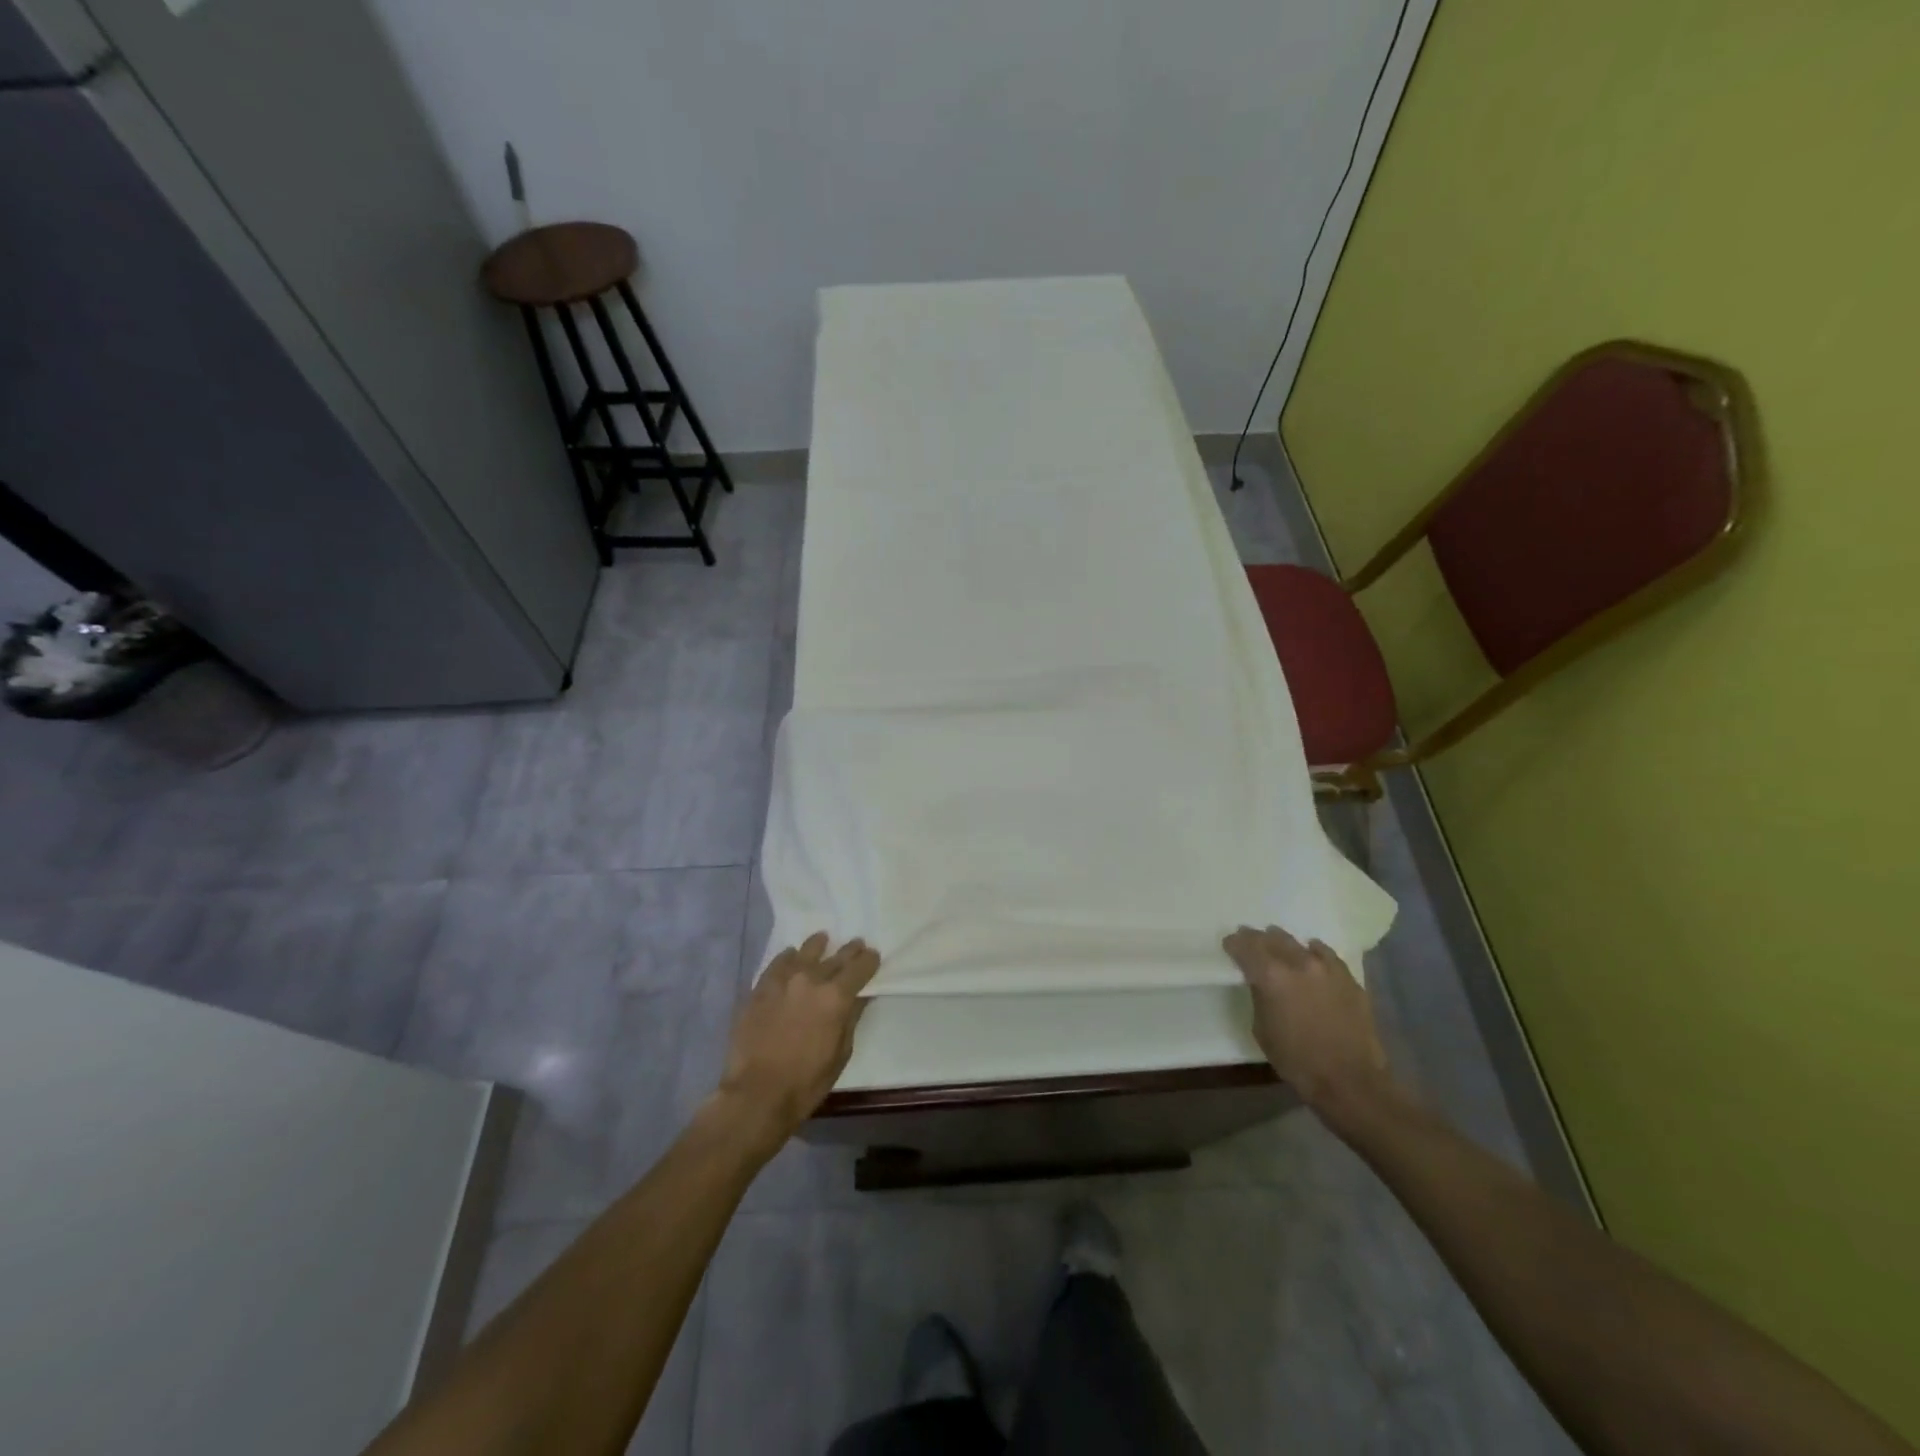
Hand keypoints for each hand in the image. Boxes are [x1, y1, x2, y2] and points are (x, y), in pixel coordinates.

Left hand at [713, 933, 879, 1152]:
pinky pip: (777, 964)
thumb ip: (851, 1019)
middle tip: (856, 944)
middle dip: (849, 951)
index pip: (859, 968)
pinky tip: (791, 954)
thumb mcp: (841, 1053)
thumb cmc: (807, 1081)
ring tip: (822, 939)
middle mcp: (811, 980)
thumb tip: (860, 996)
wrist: (757, 1093)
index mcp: (836, 997)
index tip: (873, 955)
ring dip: (817, 946)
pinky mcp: (760, 989)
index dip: (869, 960)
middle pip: (835, 958)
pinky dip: (788, 957)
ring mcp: (783, 981)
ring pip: (805, 953)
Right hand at [1222, 924, 1394, 1121]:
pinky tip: (1311, 953)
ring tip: (1278, 945)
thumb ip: (1259, 997)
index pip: (1245, 947)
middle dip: (1257, 938)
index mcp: (1270, 976)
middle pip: (1271, 938)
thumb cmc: (1297, 1061)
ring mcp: (1326, 968)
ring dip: (1284, 942)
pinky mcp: (1348, 978)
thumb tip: (1261, 983)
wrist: (1350, 1081)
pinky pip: (1326, 954)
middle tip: (1249, 940)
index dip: (1234, 943)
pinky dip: (1314, 951)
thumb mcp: (1262, 1029)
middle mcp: (1297, 963)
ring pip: (1298, 943)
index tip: (1229, 944)